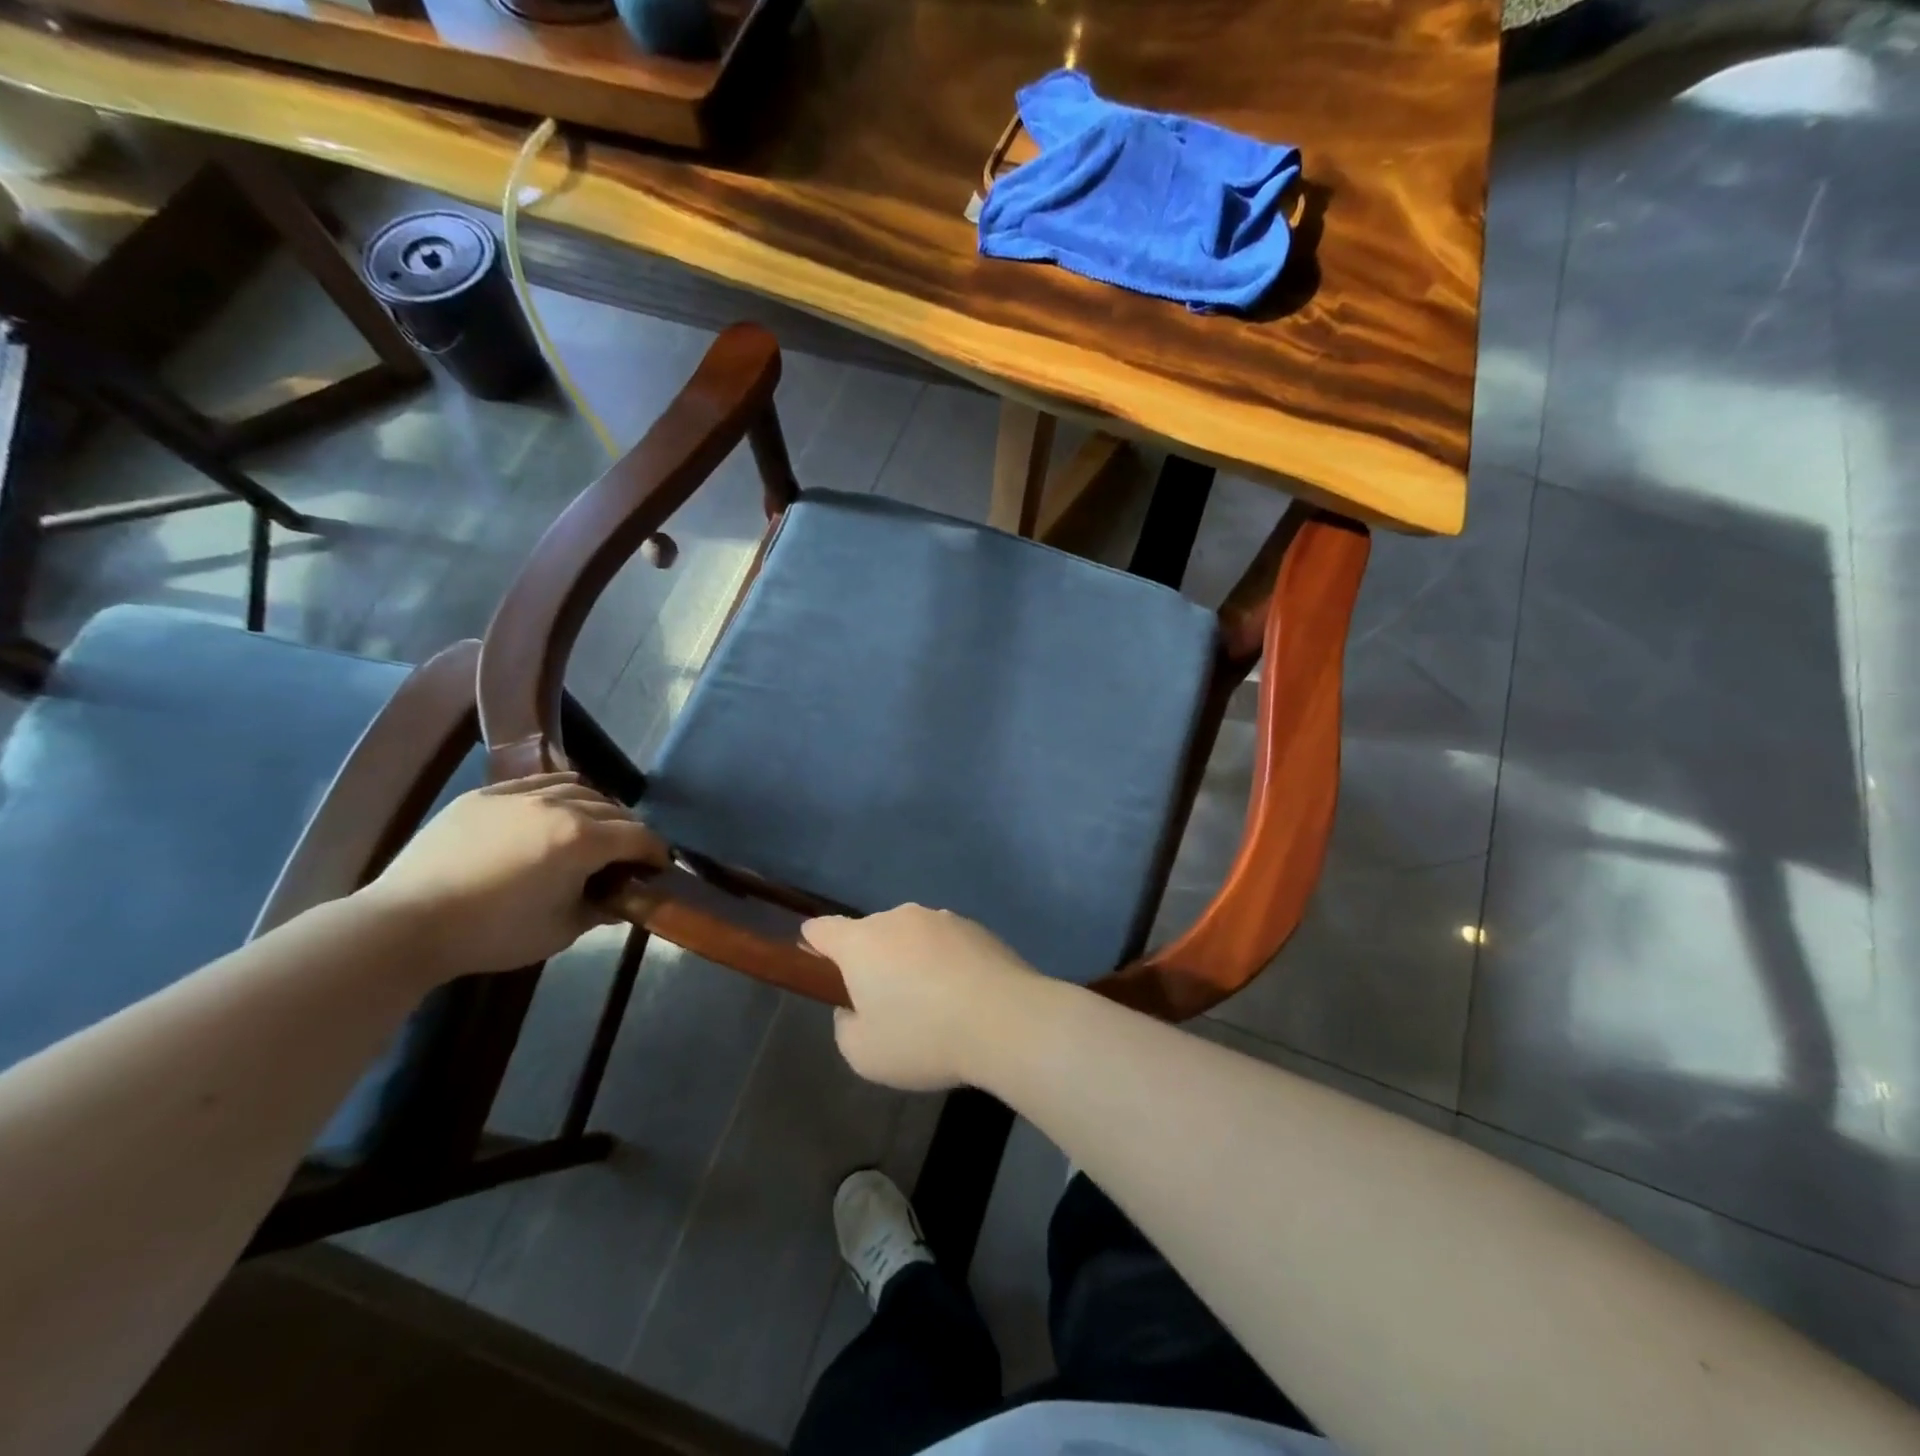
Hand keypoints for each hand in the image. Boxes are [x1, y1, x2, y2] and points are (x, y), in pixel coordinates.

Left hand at [357, 773, 658, 979]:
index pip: (638, 837)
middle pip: (613, 810)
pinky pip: (538, 781)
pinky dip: (560, 791)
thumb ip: (599, 909)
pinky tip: (558, 805)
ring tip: (594, 828)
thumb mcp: (561, 930)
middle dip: (629, 831)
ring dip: (597, 808)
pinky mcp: (486, 795)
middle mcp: (559, 806)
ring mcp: (520, 794)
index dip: (656, 852)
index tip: (660, 867)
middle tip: (628, 856)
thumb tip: (619, 899)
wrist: (407, 923)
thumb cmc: (493, 934)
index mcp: (583, 840)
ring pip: (578, 788)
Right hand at [802, 905, 1047, 1090]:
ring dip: (911, 961)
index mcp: (862, 941)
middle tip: (884, 1004)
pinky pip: (946, 944)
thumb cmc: (923, 1037)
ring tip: (932, 1005)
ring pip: (911, 937)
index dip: (813, 944)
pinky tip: (962, 999)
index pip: (823, 929)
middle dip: (870, 961)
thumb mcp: (863, 1053)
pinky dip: (945, 964)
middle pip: (871, 934)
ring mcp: (942, 919)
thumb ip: (846, 1026)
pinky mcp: (977, 928)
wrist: (1006, 1020)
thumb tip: (856, 1007)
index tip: (815, 961)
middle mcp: (899, 918)